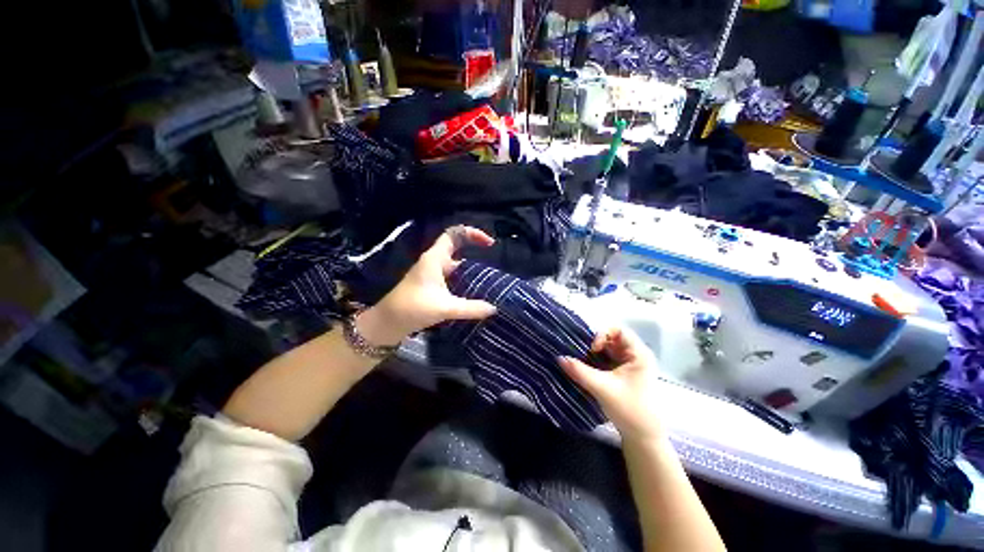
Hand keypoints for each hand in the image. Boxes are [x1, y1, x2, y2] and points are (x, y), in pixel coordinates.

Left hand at [357, 226, 497, 345]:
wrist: (387, 323)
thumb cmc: (413, 308)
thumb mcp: (445, 308)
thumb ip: (471, 308)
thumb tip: (494, 309)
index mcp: (435, 258)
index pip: (454, 234)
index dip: (472, 233)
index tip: (489, 244)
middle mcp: (434, 262)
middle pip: (457, 247)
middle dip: (474, 250)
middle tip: (492, 260)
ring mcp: (432, 274)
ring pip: (455, 264)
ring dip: (470, 267)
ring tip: (489, 277)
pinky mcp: (431, 285)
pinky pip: (452, 277)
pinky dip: (464, 280)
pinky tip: (474, 291)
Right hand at [559, 327, 664, 443]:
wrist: (643, 438)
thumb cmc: (630, 410)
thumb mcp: (603, 389)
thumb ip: (580, 372)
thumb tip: (559, 358)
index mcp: (638, 354)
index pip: (619, 330)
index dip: (603, 334)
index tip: (592, 349)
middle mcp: (634, 355)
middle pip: (611, 338)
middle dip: (593, 343)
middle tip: (578, 352)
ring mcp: (628, 365)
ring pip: (606, 350)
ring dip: (592, 353)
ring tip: (578, 359)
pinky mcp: (621, 374)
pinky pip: (605, 360)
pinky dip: (594, 361)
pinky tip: (584, 368)